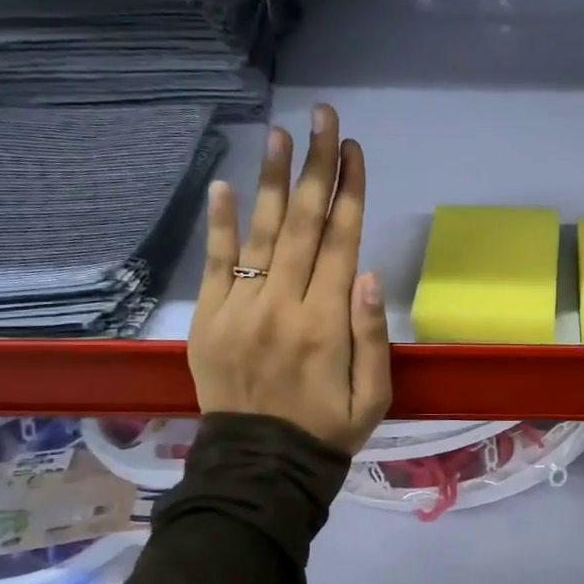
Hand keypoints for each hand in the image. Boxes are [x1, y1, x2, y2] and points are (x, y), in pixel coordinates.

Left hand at [188, 103, 391, 453]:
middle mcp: (283, 305)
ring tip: (281, 134)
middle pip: (305, 224)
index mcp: (328, 324)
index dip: (350, 192)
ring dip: (274, 181)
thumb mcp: (374, 396)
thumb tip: (370, 275)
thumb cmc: (328, 430)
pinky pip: (215, 264)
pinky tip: (224, 185)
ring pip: (262, 233)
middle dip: (317, 166)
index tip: (354, 149)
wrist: (261, 467)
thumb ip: (373, 337)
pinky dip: (219, 224)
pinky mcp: (209, 319)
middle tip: (323, 116)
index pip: (342, 242)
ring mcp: (240, 309)